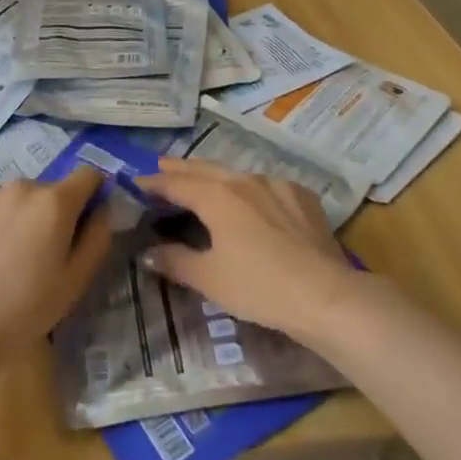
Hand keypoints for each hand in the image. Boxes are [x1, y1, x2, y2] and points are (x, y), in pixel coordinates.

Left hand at [0, 165, 112, 364]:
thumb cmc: (27, 308)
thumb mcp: (77, 279)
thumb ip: (98, 236)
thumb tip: (102, 209)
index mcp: (56, 201)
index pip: (89, 174)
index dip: (94, 194)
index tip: (87, 222)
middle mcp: (26, 186)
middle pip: (55, 188)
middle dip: (59, 211)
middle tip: (49, 251)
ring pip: (27, 196)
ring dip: (31, 213)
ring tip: (17, 253)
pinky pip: (1, 202)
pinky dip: (5, 217)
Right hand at [136, 157, 365, 345]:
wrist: (324, 294)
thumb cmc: (259, 287)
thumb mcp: (209, 279)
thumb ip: (175, 262)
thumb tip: (147, 253)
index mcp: (217, 196)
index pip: (176, 183)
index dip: (154, 183)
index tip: (136, 182)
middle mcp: (244, 180)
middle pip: (205, 169)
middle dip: (181, 168)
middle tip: (162, 165)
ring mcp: (276, 184)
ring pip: (236, 173)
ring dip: (215, 175)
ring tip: (203, 180)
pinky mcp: (301, 196)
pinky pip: (266, 185)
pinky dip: (249, 188)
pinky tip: (252, 199)